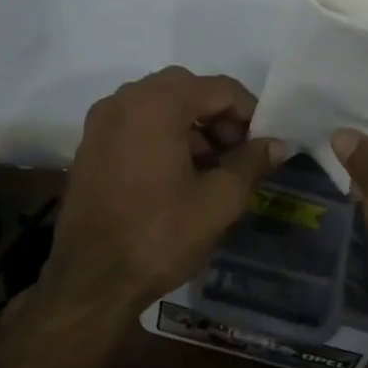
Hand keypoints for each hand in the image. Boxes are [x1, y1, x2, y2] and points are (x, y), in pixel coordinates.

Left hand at [41, 67, 284, 315]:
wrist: (91, 279)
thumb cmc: (160, 234)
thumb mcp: (219, 200)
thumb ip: (251, 163)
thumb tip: (276, 144)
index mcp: (158, 103)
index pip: (220, 88)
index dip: (250, 113)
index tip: (263, 146)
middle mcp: (124, 99)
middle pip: (187, 90)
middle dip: (219, 117)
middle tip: (237, 156)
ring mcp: (101, 121)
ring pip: (159, 106)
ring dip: (191, 127)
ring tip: (211, 170)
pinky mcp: (90, 145)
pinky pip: (136, 124)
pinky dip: (163, 137)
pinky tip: (177, 176)